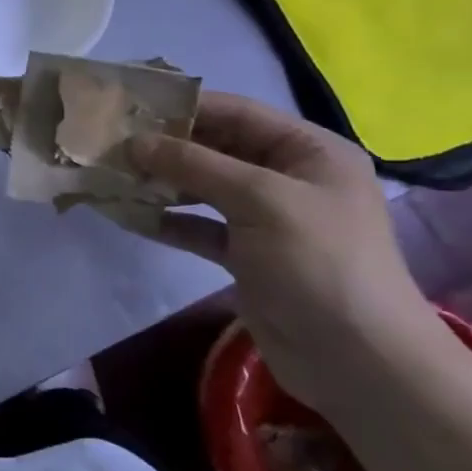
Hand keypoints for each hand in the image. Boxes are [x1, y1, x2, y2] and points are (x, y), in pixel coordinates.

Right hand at [128, 92, 445, 410]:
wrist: (359, 364)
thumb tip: (134, 142)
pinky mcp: (249, 256)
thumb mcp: (259, 200)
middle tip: (112, 143)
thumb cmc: (318, 263)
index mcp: (309, 151)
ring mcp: (268, 219)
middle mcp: (289, 178)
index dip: (184, 107)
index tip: (130, 106)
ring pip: (205, 188)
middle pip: (217, 149)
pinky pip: (202, 227)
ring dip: (163, 183)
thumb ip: (195, 164)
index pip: (237, 112)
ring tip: (114, 177)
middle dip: (167, 147)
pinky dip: (171, 222)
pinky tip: (132, 218)